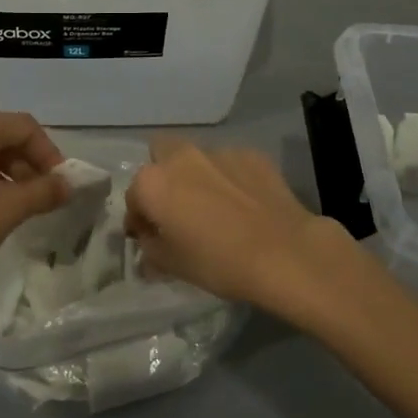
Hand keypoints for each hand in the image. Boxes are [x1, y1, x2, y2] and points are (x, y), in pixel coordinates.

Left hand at [0, 109, 69, 300]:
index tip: (60, 187)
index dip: (50, 154)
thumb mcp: (9, 209)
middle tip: (39, 200)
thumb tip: (66, 184)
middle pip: (2, 136)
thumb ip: (43, 192)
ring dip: (4, 174)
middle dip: (27, 165)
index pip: (27, 127)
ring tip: (12, 209)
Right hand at [125, 139, 358, 318]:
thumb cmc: (218, 262)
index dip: (140, 219)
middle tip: (177, 208)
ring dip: (197, 176)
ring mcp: (218, 152)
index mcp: (152, 183)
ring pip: (196, 158)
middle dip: (163, 177)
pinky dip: (229, 178)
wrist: (284, 253)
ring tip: (215, 206)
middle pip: (160, 156)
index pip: (133, 197)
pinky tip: (244, 203)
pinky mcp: (251, 154)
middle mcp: (181, 157)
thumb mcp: (173, 265)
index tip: (151, 237)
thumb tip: (148, 242)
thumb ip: (151, 249)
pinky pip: (229, 163)